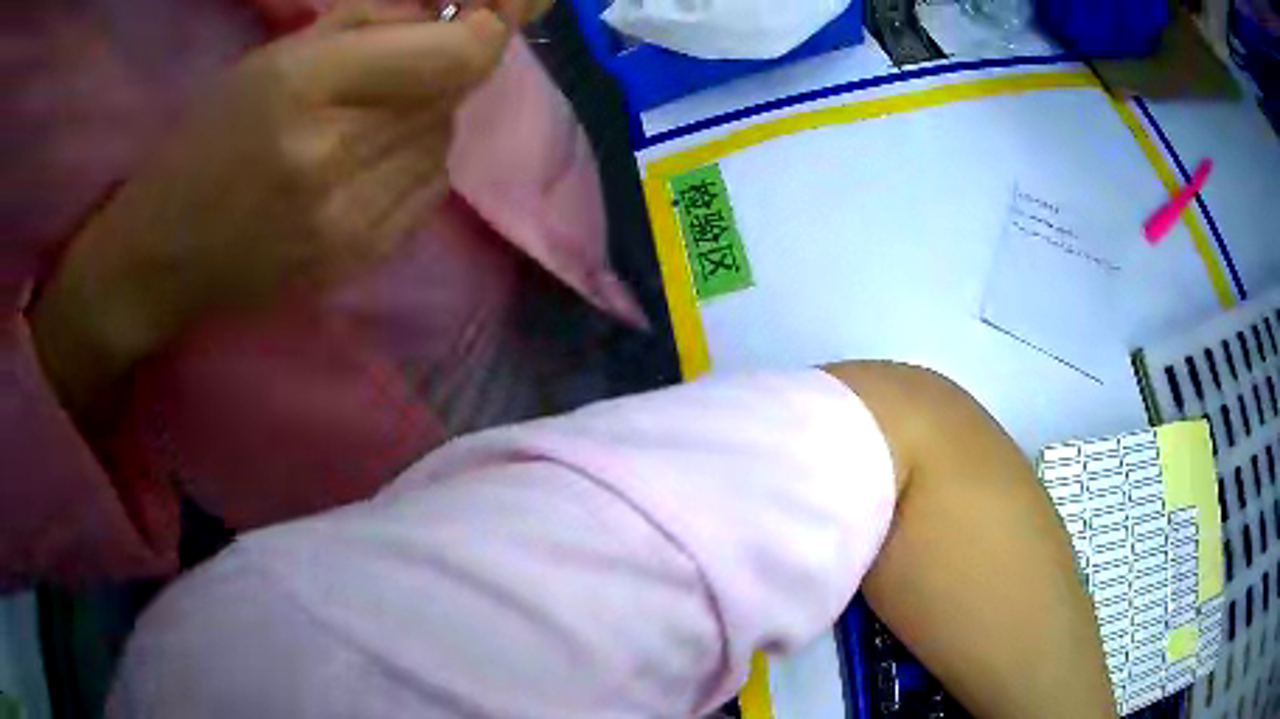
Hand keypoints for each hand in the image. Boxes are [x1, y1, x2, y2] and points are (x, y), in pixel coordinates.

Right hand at [31, 1, 510, 421]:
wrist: (163, 256)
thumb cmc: (203, 142)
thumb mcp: (274, 58)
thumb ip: (366, 26)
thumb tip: (445, 14)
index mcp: (309, 85)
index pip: (456, 56)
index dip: (491, 29)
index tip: (491, 12)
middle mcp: (337, 155)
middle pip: (452, 95)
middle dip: (443, 69)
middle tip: (399, 67)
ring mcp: (351, 220)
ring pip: (443, 141)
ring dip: (422, 119)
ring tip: (365, 123)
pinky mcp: (358, 263)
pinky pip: (428, 190)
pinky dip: (414, 164)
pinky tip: (368, 164)